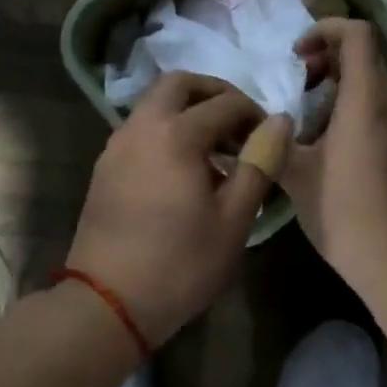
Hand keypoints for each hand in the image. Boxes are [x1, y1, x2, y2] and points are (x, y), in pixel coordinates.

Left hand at [67, 73, 290, 346]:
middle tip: (239, 125)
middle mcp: (142, 126)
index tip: (269, 140)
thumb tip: (280, 122)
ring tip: (216, 151)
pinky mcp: (105, 165)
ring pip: (155, 103)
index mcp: (176, 134)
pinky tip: (184, 169)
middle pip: (180, 84)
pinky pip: (141, 127)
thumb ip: (259, 164)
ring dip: (188, 111)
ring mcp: (117, 144)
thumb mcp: (234, 219)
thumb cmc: (180, 264)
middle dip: (214, 94)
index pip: (226, 103)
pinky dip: (166, 129)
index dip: (254, 115)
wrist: (107, 302)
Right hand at [283, 19, 386, 284]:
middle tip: (296, 82)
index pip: (358, 34)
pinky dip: (348, 105)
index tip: (297, 55)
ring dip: (336, 83)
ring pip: (370, 82)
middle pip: (364, 54)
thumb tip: (251, 121)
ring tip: (303, 113)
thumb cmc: (341, 211)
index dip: (325, 29)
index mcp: (365, 101)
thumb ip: (273, 138)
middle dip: (326, 57)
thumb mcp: (294, 173)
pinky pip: (375, 107)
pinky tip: (321, 140)